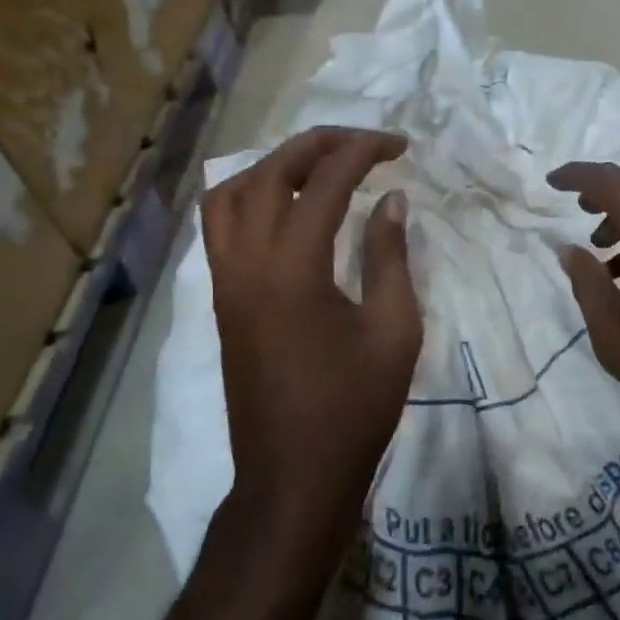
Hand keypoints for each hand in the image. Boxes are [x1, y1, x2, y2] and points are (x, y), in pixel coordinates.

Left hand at [203, 127, 421, 548]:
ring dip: (274, 167)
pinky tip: (286, 209)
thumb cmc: (354, 407)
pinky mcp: (222, 300)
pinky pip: (220, 226)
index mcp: (294, 268)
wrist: (294, 475)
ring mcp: (225, 281)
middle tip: (363, 144)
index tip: (399, 146)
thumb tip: (391, 200)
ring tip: (319, 168)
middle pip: (270, 173)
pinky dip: (250, 197)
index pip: (324, 182)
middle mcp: (247, 262)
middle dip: (318, 145)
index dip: (363, 152)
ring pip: (230, 194)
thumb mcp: (394, 330)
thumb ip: (391, 256)